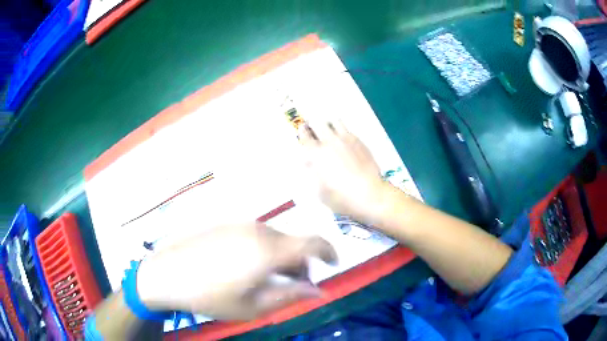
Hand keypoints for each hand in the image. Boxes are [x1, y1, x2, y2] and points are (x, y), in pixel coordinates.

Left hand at [136, 222, 336, 319]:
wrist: (165, 274)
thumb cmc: (210, 296)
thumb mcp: (253, 306)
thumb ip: (290, 296)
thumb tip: (318, 291)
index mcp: (268, 250)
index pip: (313, 241)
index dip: (329, 251)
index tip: (332, 265)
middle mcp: (258, 229)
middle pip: (293, 242)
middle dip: (301, 263)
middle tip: (294, 285)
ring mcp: (239, 224)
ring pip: (274, 238)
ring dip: (281, 257)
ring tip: (268, 280)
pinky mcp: (225, 224)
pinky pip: (255, 234)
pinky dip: (263, 250)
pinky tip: (246, 267)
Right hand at [299, 120, 389, 223]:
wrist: (370, 194)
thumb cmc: (341, 197)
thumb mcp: (319, 191)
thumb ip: (313, 173)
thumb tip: (308, 161)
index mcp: (316, 154)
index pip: (305, 136)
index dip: (302, 131)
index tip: (302, 130)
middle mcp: (330, 142)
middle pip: (318, 123)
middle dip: (314, 125)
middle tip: (314, 129)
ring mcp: (346, 139)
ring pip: (334, 121)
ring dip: (329, 124)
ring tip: (330, 131)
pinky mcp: (359, 142)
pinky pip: (348, 129)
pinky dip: (342, 131)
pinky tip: (344, 140)